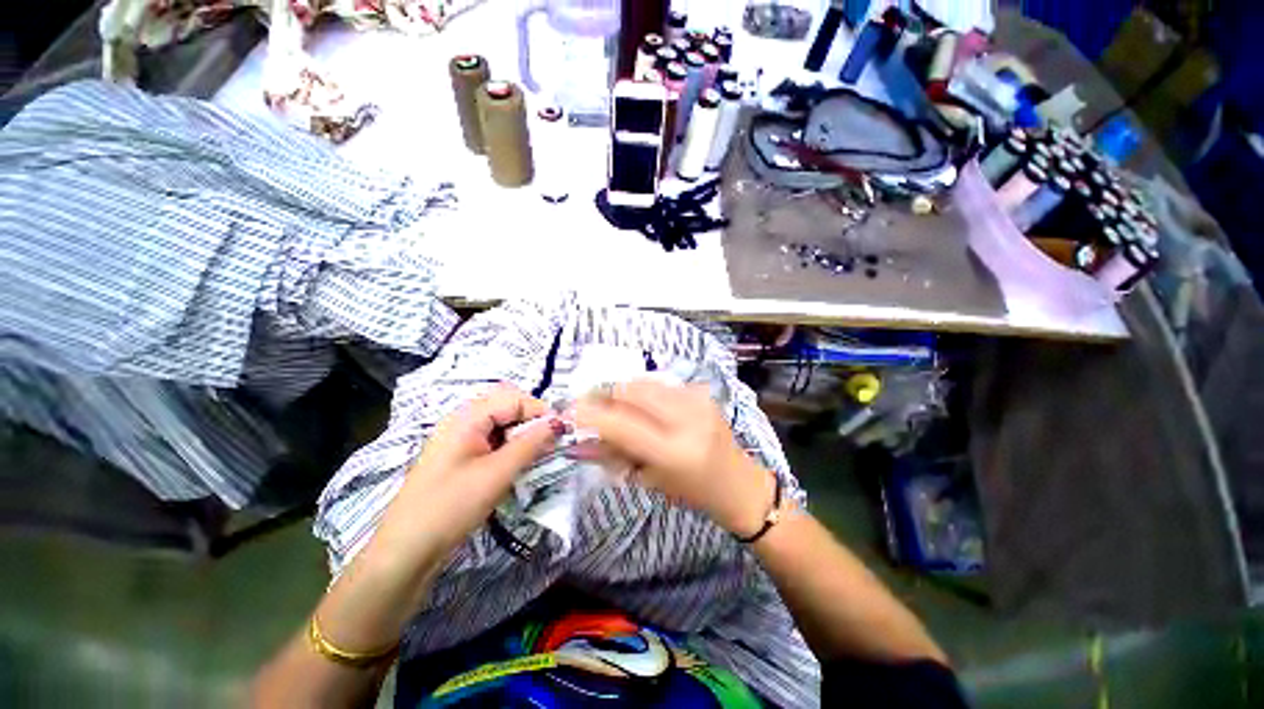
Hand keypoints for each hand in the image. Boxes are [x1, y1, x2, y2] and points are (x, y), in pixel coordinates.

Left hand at [375, 384, 563, 554]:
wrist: (408, 550)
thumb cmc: (452, 506)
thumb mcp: (497, 473)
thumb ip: (531, 443)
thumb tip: (558, 423)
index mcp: (467, 417)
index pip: (514, 399)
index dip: (540, 411)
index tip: (561, 431)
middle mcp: (462, 421)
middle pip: (506, 407)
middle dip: (532, 421)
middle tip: (549, 443)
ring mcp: (459, 439)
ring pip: (501, 425)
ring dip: (522, 435)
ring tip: (538, 455)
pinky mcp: (460, 457)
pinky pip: (492, 441)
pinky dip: (509, 447)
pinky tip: (518, 464)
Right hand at [573, 380, 774, 536]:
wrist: (737, 482)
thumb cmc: (691, 492)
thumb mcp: (648, 480)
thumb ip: (612, 456)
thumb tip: (578, 440)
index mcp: (673, 451)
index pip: (621, 423)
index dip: (590, 414)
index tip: (568, 411)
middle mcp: (687, 419)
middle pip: (631, 391)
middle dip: (605, 395)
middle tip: (592, 407)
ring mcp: (697, 400)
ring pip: (644, 381)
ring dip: (623, 392)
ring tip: (617, 407)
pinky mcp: (702, 392)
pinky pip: (660, 383)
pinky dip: (643, 391)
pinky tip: (643, 406)